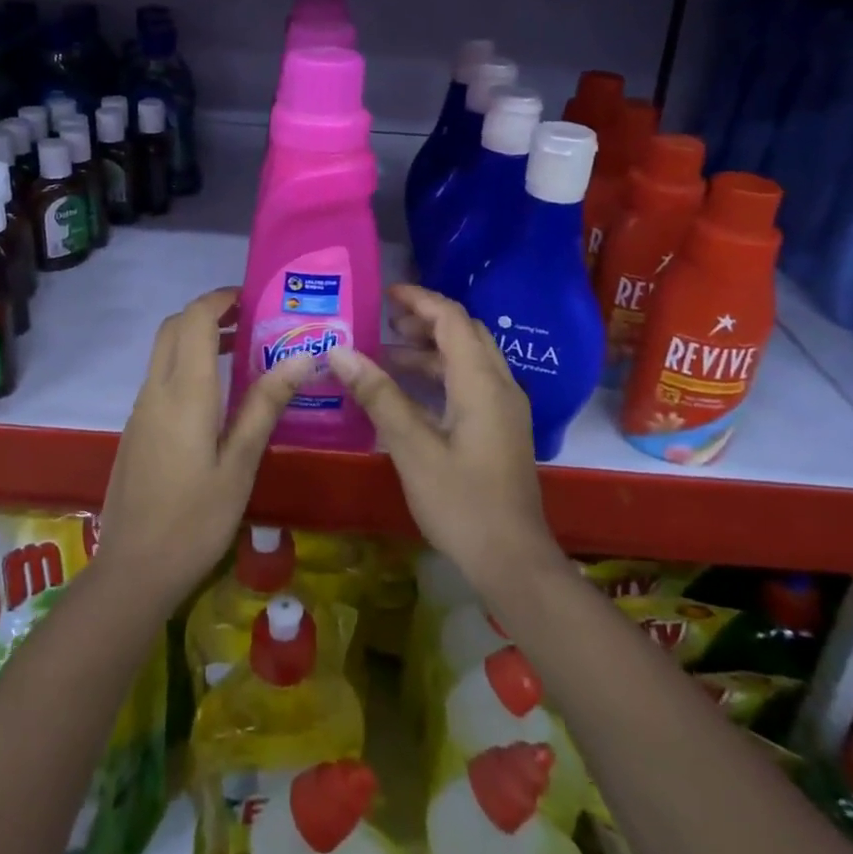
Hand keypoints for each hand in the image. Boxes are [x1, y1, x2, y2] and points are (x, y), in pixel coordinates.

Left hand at [99, 287, 315, 605]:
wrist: (133, 570)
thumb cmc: (196, 519)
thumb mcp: (240, 463)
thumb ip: (266, 405)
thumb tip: (301, 356)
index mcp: (185, 392)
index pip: (195, 319)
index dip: (221, 299)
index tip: (254, 299)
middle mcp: (157, 390)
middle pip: (174, 327)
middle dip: (209, 312)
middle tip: (251, 320)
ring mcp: (141, 409)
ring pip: (164, 350)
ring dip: (197, 337)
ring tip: (242, 350)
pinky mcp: (137, 428)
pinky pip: (160, 376)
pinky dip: (186, 363)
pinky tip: (216, 395)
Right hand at [326, 285, 559, 598]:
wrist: (513, 560)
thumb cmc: (461, 502)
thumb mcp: (412, 447)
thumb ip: (378, 396)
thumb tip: (340, 352)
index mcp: (481, 382)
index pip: (452, 319)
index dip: (420, 300)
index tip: (386, 293)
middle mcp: (500, 385)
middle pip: (465, 333)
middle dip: (426, 321)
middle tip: (385, 322)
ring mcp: (505, 408)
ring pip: (469, 359)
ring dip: (432, 349)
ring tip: (387, 354)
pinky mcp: (502, 429)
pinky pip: (472, 383)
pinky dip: (442, 374)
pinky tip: (410, 392)